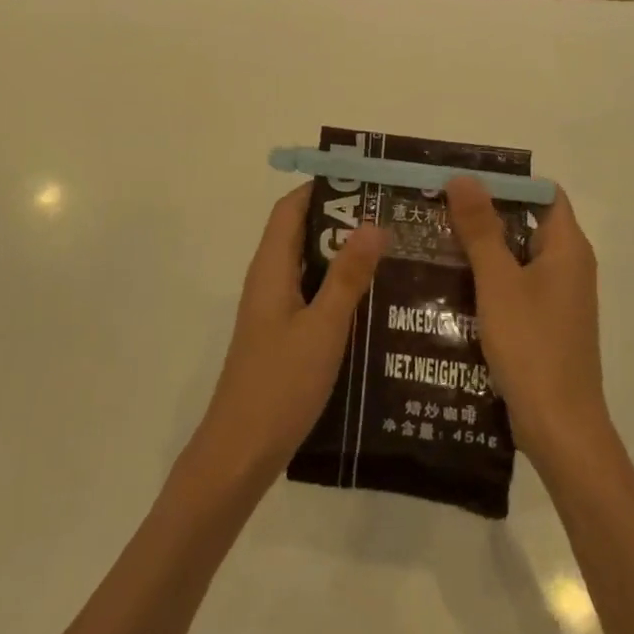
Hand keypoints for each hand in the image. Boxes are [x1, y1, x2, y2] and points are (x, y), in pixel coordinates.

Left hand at [189, 185, 388, 489]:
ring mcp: (274, 310)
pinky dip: (337, 287)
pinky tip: (373, 302)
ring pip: (308, 266)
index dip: (321, 187)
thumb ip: (347, 276)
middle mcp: (268, 280)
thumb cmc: (280, 384)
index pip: (290, 208)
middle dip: (341, 219)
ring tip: (392, 252)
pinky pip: (311, 295)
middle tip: (391, 216)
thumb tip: (372, 223)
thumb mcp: (323, 327)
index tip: (365, 181)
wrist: (241, 451)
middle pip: (301, 233)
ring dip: (342, 254)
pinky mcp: (282, 335)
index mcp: (270, 268)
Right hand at [446, 177, 607, 462]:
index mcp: (567, 248)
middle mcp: (568, 266)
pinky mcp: (544, 323)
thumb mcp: (498, 282)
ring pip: (516, 255)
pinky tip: (449, 283)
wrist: (560, 430)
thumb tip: (463, 177)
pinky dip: (486, 277)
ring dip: (480, 246)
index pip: (542, 194)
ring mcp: (557, 297)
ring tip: (433, 238)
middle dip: (483, 212)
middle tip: (436, 206)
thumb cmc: (532, 347)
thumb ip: (481, 229)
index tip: (461, 178)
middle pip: (526, 222)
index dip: (505, 181)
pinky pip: (514, 284)